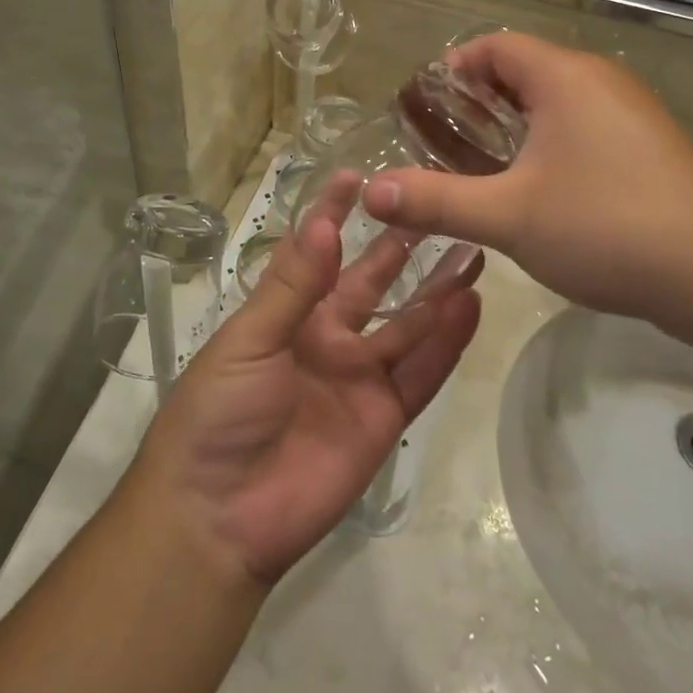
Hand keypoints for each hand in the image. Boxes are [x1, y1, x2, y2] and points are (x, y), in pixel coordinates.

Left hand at [130, 187, 483, 585]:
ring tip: (474, 249)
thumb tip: (326, 223)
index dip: (335, 214)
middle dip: (402, 246)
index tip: (360, 175)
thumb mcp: (249, 340)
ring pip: (408, 323)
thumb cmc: (218, 413)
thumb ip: (293, 286)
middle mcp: (329, 335)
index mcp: (289, 313)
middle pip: (375, 282)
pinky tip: (470, 306)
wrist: (218, 517)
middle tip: (440, 208)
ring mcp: (359, 376)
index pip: (319, 251)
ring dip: (439, 290)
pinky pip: (421, 372)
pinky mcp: (384, 416)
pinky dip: (447, 342)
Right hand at [361, 33, 692, 338]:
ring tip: (485, 165)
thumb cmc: (605, 227)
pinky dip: (552, 140)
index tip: (424, 103)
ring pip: (558, 99)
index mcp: (564, 77)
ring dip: (517, 122)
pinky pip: (586, 124)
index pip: (495, 45)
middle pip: (526, 68)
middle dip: (481, 98)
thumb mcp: (507, 216)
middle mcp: (601, 81)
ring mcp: (633, 112)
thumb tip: (369, 194)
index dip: (454, 66)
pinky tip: (543, 188)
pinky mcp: (652, 146)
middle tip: (445, 139)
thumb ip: (435, 201)